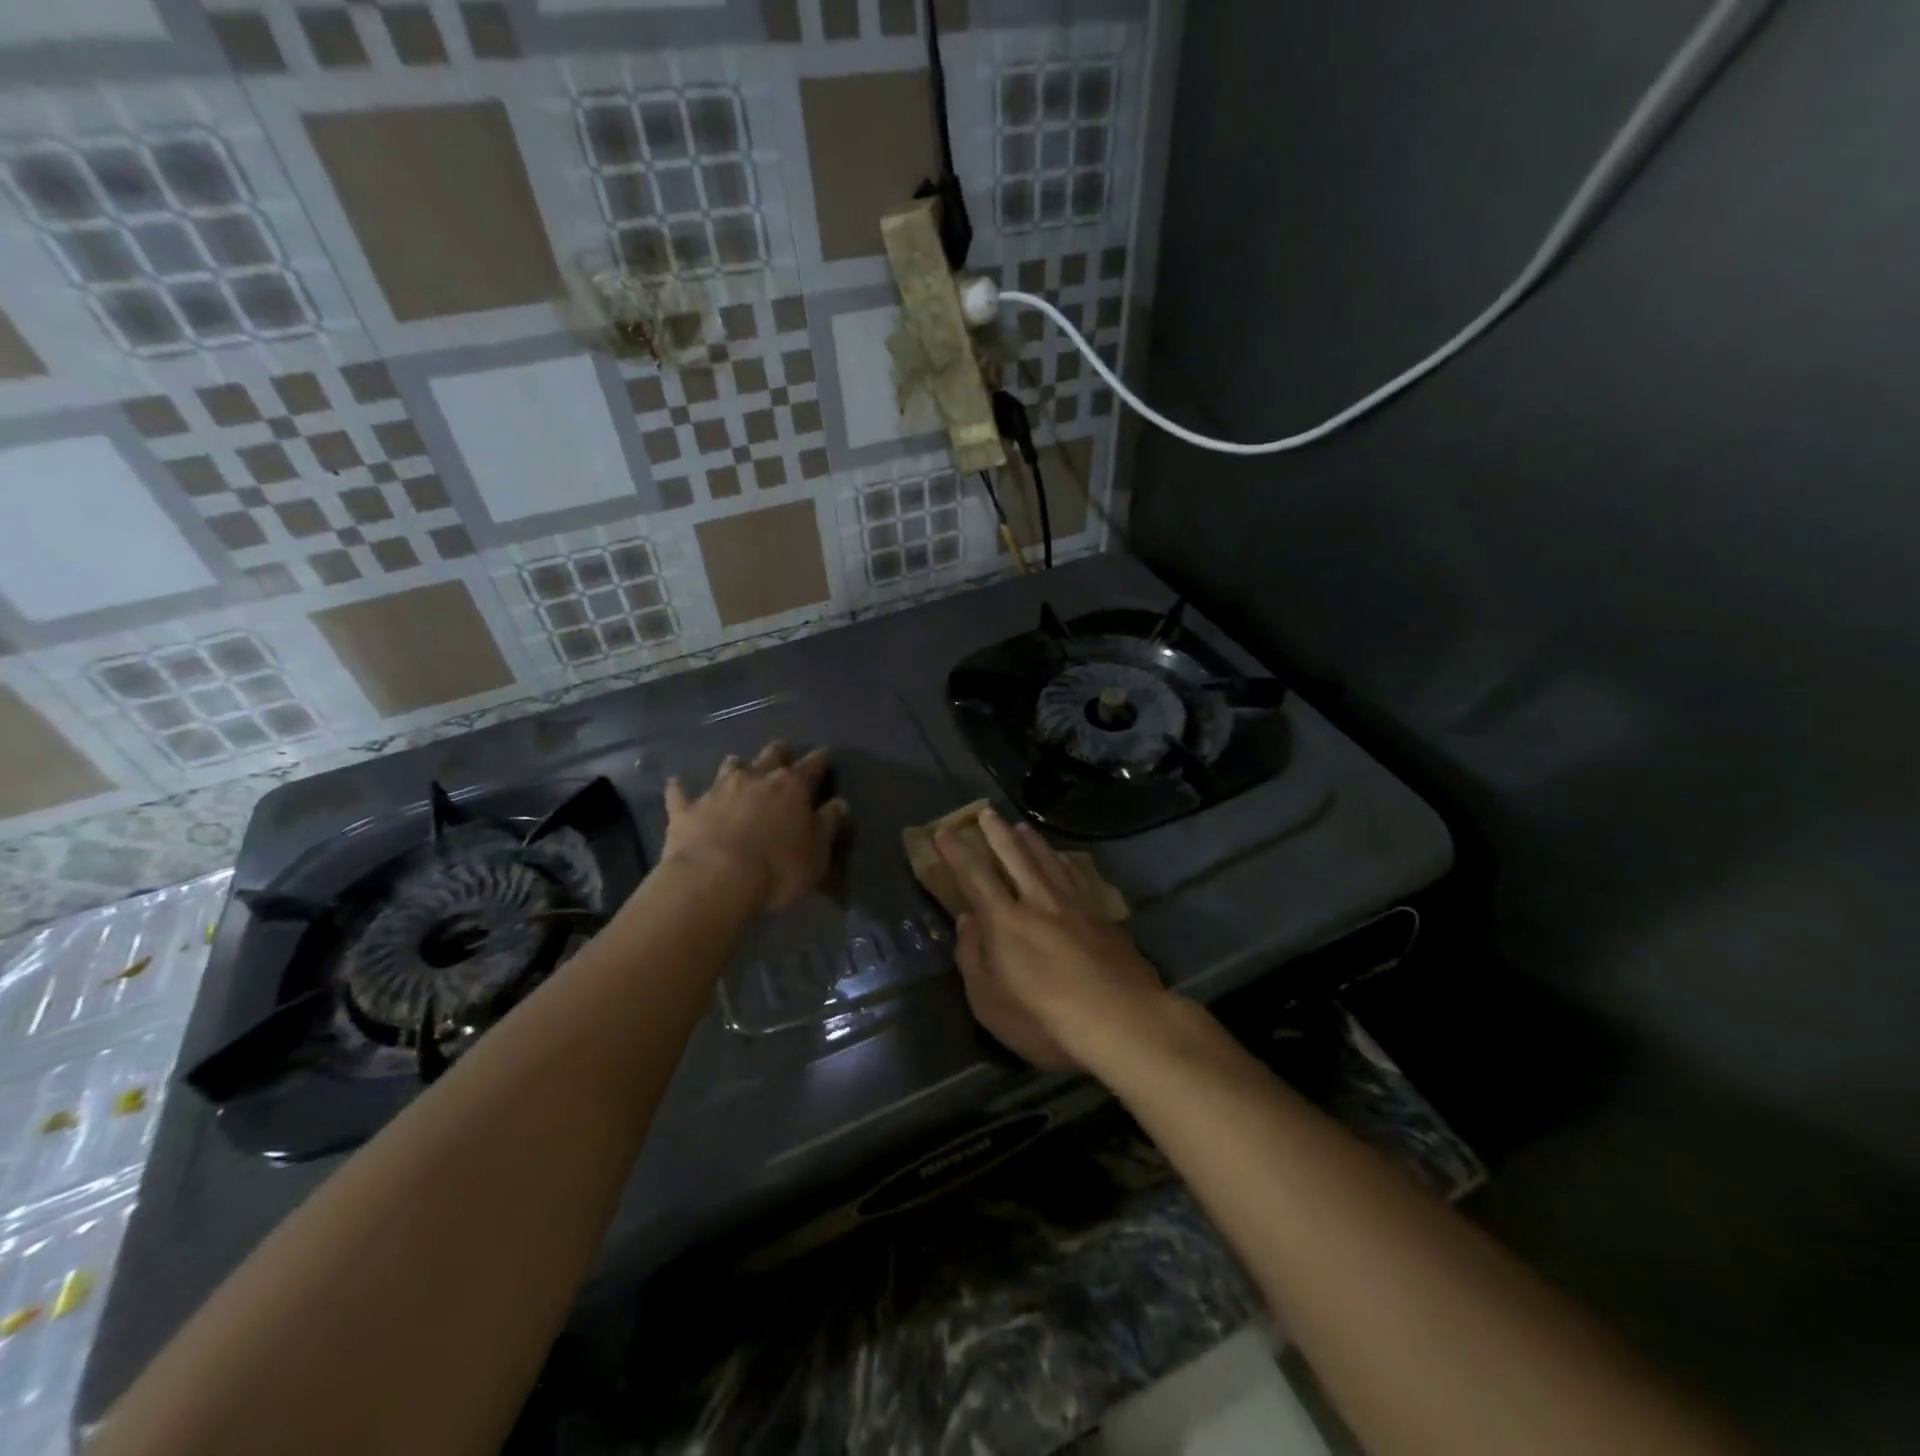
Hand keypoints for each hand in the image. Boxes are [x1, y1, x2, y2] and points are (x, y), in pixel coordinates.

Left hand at [663, 743, 848, 911]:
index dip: (820, 759)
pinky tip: (676, 784)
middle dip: (778, 753)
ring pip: (729, 766)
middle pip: (770, 756)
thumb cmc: (778, 868)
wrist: (715, 879)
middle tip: (781, 754)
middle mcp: (755, 778)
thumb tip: (839, 803)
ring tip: (736, 767)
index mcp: (792, 787)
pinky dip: (680, 789)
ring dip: (735, 766)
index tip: (825, 754)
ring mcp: (717, 790)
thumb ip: (827, 824)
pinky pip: (680, 793)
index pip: (812, 765)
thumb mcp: (817, 852)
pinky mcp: (686, 809)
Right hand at [936, 808, 1165, 1071]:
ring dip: (1032, 842)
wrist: (1122, 1021)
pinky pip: (1079, 878)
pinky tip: (1066, 861)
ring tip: (1022, 827)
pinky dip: (1067, 863)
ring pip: (1050, 862)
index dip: (957, 853)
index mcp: (1005, 921)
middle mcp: (1039, 902)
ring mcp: (1076, 906)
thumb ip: (973, 958)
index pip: (974, 876)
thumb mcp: (990, 1003)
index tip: (944, 831)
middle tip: (987, 812)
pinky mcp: (1104, 917)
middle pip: (1016, 857)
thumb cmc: (1045, 1021)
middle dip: (997, 833)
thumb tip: (966, 921)